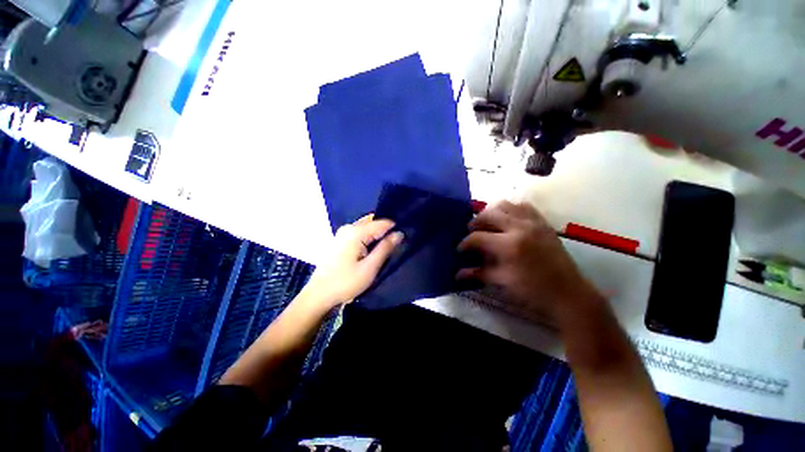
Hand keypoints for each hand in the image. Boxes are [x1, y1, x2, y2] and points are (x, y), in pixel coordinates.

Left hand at [304, 214, 403, 309]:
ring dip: (377, 234)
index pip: (382, 222)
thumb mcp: (370, 267)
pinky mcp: (340, 240)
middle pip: (373, 221)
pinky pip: (359, 233)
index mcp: (356, 231)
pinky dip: (369, 237)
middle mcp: (348, 227)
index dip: (395, 228)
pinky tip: (373, 248)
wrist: (318, 295)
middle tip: (397, 242)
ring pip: (366, 227)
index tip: (404, 237)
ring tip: (388, 246)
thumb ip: (385, 248)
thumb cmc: (346, 282)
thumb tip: (400, 233)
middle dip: (386, 229)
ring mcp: (342, 233)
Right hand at [457, 201, 600, 324]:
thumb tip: (457, 274)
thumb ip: (478, 273)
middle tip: (471, 232)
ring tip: (488, 224)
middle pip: (489, 214)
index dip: (465, 243)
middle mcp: (520, 227)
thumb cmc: (533, 291)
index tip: (460, 249)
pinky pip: (523, 206)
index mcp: (509, 245)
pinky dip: (511, 209)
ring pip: (505, 205)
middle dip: (475, 222)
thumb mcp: (502, 282)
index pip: (477, 237)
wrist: (569, 294)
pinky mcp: (543, 222)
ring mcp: (533, 222)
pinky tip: (507, 220)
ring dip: (491, 212)